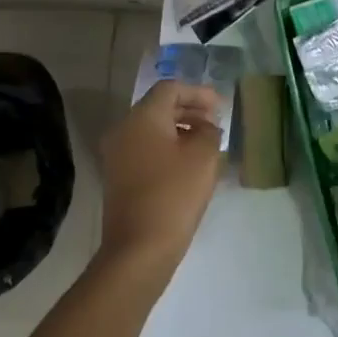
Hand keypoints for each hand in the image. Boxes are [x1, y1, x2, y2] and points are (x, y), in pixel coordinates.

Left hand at [98, 81, 225, 275]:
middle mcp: (124, 129)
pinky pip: (145, 149)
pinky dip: (167, 148)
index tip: (220, 108)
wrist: (139, 247)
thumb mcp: (203, 157)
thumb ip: (209, 132)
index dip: (198, 93)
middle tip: (216, 124)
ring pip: (152, 129)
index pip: (170, 89)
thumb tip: (206, 127)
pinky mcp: (118, 176)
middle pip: (159, 107)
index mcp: (142, 117)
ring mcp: (117, 154)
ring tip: (206, 145)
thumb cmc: (174, 194)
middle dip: (190, 111)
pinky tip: (188, 165)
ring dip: (180, 130)